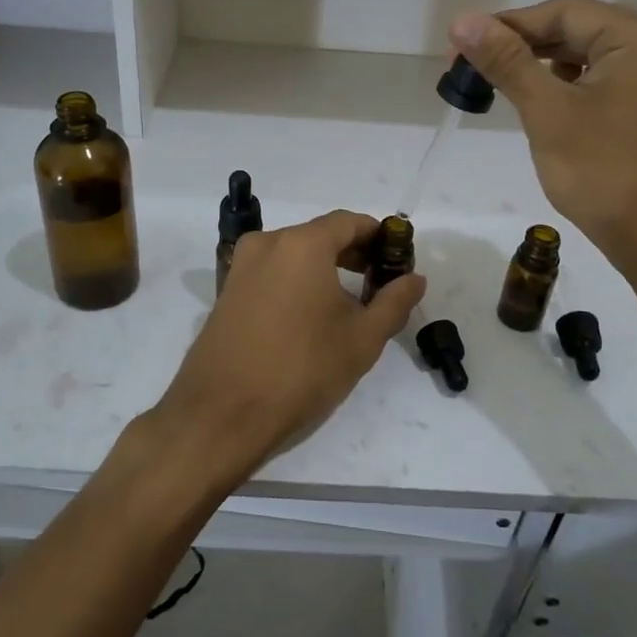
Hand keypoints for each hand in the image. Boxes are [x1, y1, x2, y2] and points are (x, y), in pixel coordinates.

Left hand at [137, 211, 426, 495]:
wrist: (222, 414)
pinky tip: (311, 316)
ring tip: (349, 303)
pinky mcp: (226, 292)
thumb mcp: (362, 339)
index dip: (379, 236)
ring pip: (294, 255)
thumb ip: (394, 302)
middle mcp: (267, 243)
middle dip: (353, 253)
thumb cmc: (302, 370)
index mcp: (302, 244)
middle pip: (319, 235)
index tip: (398, 259)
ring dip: (325, 269)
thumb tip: (414, 278)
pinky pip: (272, 273)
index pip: (349, 222)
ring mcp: (241, 267)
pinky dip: (297, 282)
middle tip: (380, 283)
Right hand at [448, 0, 636, 266]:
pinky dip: (566, 83)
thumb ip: (506, 61)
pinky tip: (539, 99)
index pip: (565, 12)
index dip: (510, 24)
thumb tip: (462, 20)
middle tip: (473, 64)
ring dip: (542, 64)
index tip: (463, 43)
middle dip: (524, 43)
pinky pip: (601, 78)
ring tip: (498, 80)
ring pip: (588, 54)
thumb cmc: (602, 172)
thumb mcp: (548, 112)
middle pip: (578, 29)